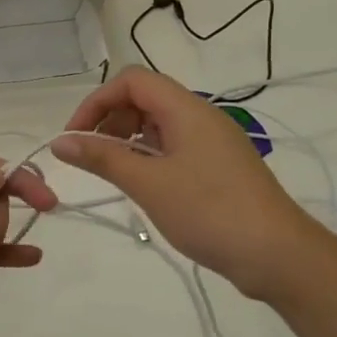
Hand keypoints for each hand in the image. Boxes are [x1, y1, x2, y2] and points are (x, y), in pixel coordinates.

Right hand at [51, 66, 324, 301]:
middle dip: (109, 119)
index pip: (132, 81)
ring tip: (112, 171)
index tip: (75, 137)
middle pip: (144, 98)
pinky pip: (174, 146)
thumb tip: (59, 142)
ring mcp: (212, 142)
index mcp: (187, 110)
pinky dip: (148, 156)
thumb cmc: (209, 212)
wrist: (277, 255)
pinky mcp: (218, 166)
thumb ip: (102, 157)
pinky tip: (141, 184)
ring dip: (127, 139)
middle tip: (90, 156)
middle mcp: (201, 116)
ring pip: (158, 123)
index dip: (97, 101)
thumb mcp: (148, 183)